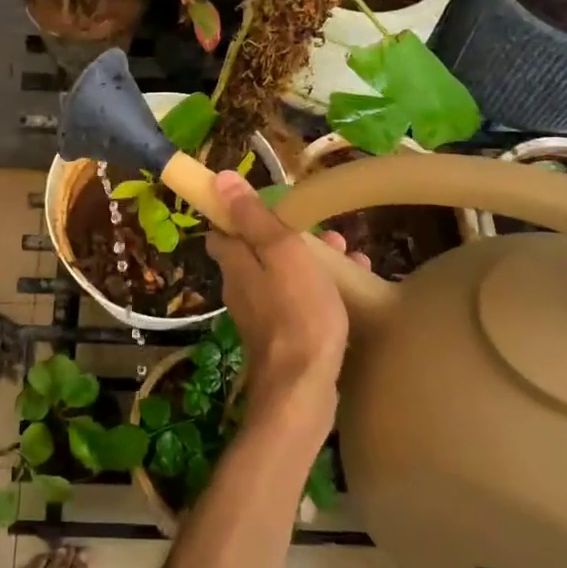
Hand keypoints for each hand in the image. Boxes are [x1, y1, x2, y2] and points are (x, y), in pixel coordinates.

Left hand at [208, 171, 362, 440]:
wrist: (303, 388)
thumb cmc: (297, 313)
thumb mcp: (281, 253)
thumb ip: (253, 218)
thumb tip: (219, 179)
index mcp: (235, 264)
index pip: (223, 230)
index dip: (241, 213)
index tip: (272, 204)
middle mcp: (240, 288)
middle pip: (256, 251)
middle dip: (287, 236)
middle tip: (322, 229)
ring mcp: (260, 316)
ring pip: (280, 275)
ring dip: (307, 260)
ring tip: (345, 252)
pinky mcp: (281, 338)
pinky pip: (296, 300)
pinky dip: (316, 288)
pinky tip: (347, 288)